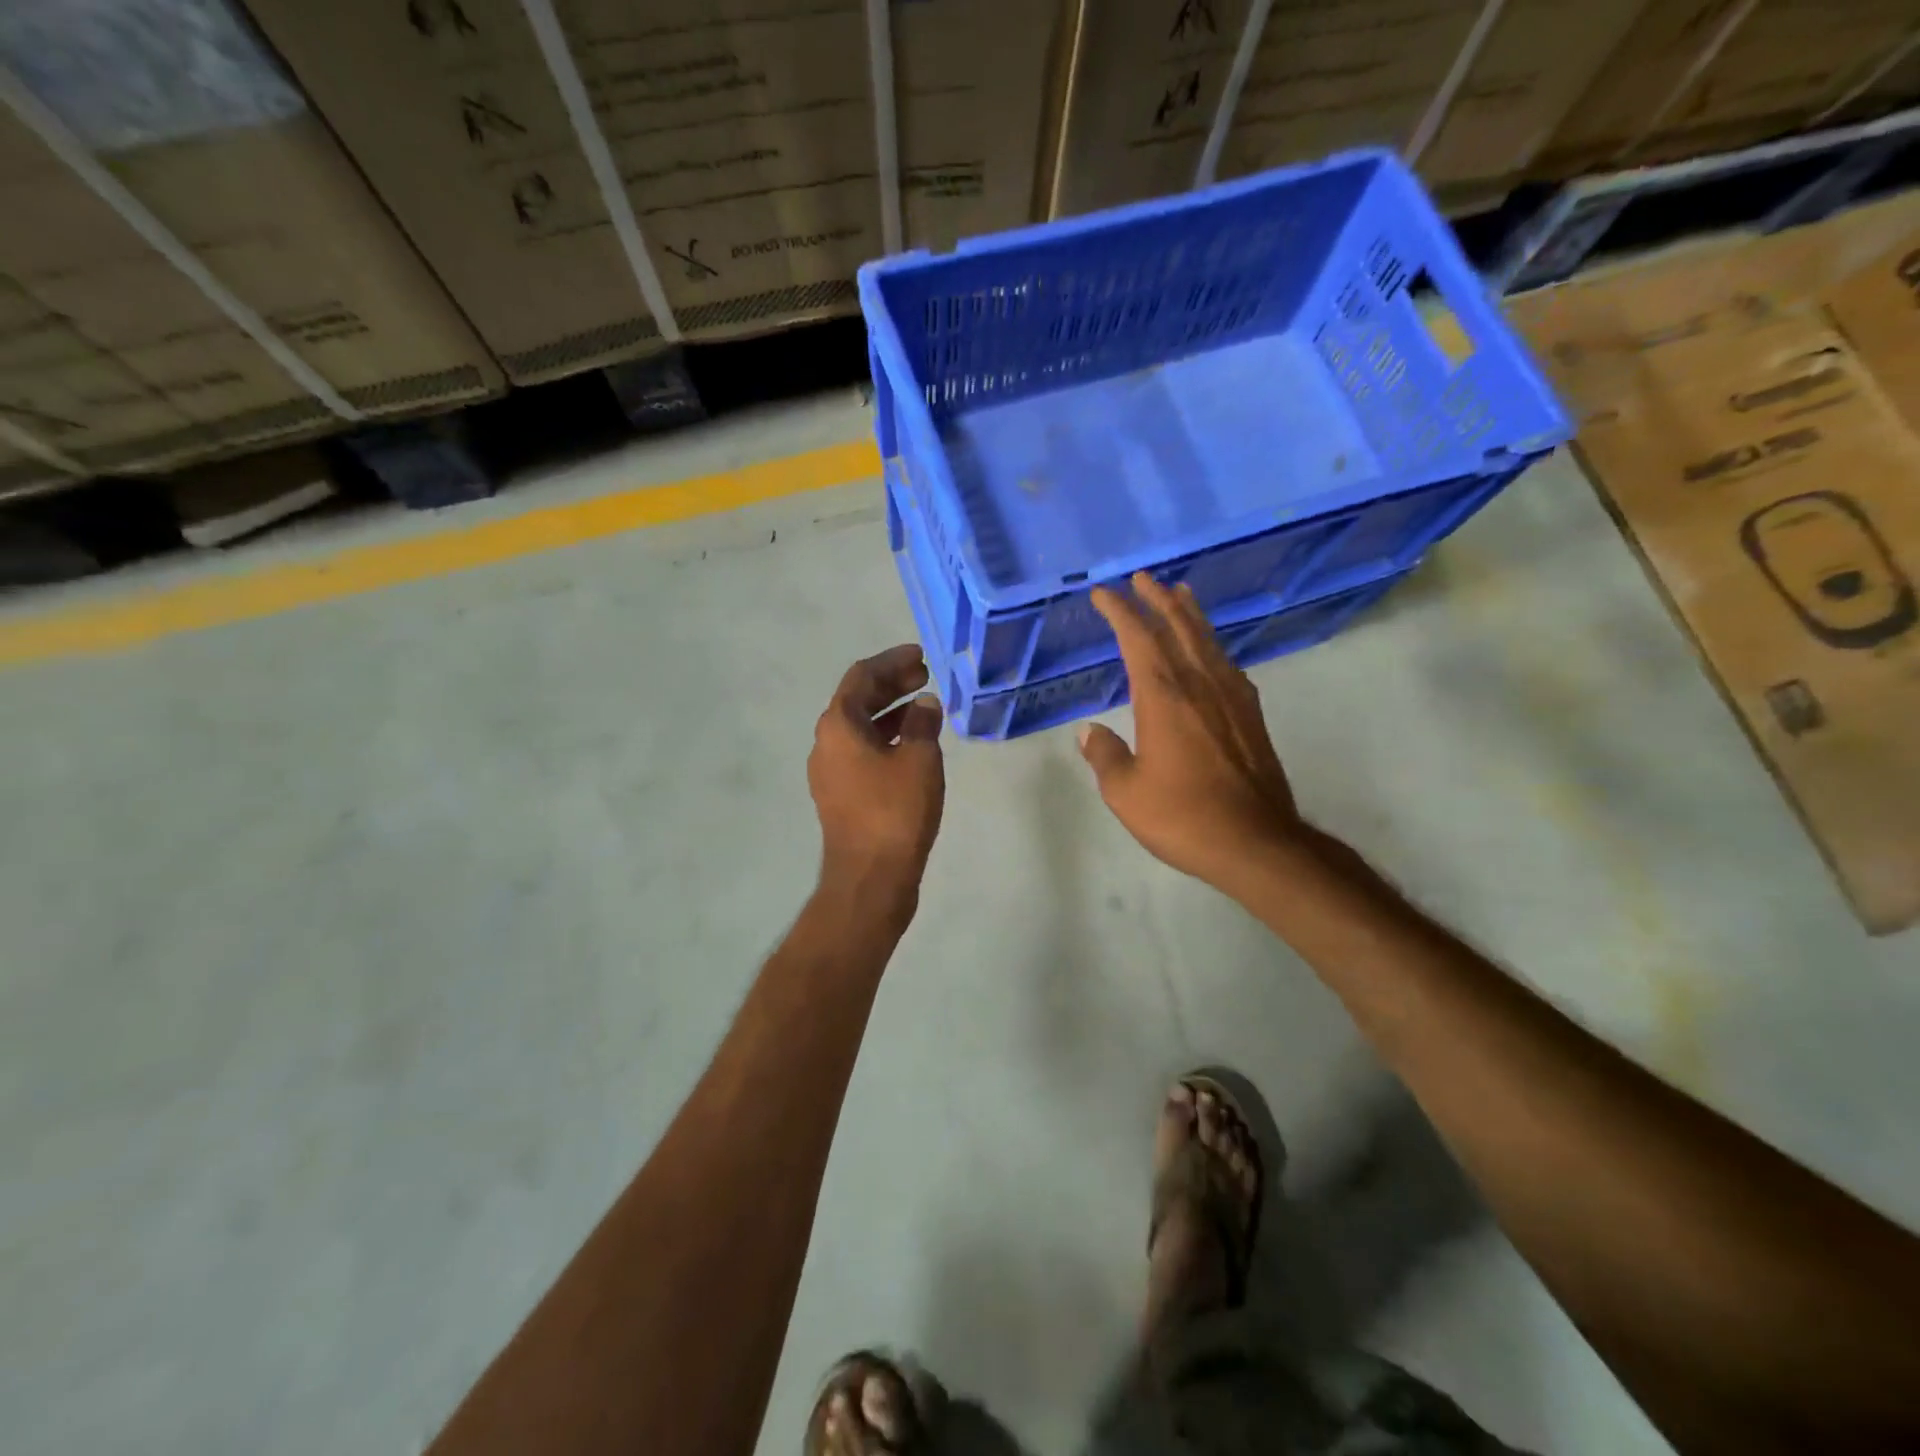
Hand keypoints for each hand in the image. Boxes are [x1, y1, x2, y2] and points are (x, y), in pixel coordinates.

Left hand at [809, 644, 944, 914]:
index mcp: (838, 726)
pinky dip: (886, 739)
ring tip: (925, 707)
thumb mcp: (919, 759)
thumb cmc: (894, 811)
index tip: (920, 656)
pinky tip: (913, 745)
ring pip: (860, 728)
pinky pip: (862, 752)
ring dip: (891, 712)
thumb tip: (924, 704)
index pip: (862, 677)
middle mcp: (826, 743)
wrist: (870, 878)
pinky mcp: (841, 795)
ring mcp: (830, 772)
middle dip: (892, 685)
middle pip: (857, 701)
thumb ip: (922, 724)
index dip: (891, 661)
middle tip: (925, 676)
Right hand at [1078, 573, 1304, 889]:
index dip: (1119, 612)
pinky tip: (1210, 651)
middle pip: (1178, 628)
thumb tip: (1090, 732)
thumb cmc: (1182, 816)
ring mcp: (1231, 698)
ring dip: (1189, 614)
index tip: (1103, 594)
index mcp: (1164, 697)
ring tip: (1179, 593)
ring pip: (1207, 641)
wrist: (1255, 842)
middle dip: (1157, 600)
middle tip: (1142, 579)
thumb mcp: (1126, 792)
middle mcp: (1199, 685)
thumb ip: (1106, 756)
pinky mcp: (1251, 716)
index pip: (1137, 639)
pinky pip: (1227, 665)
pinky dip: (1212, 646)